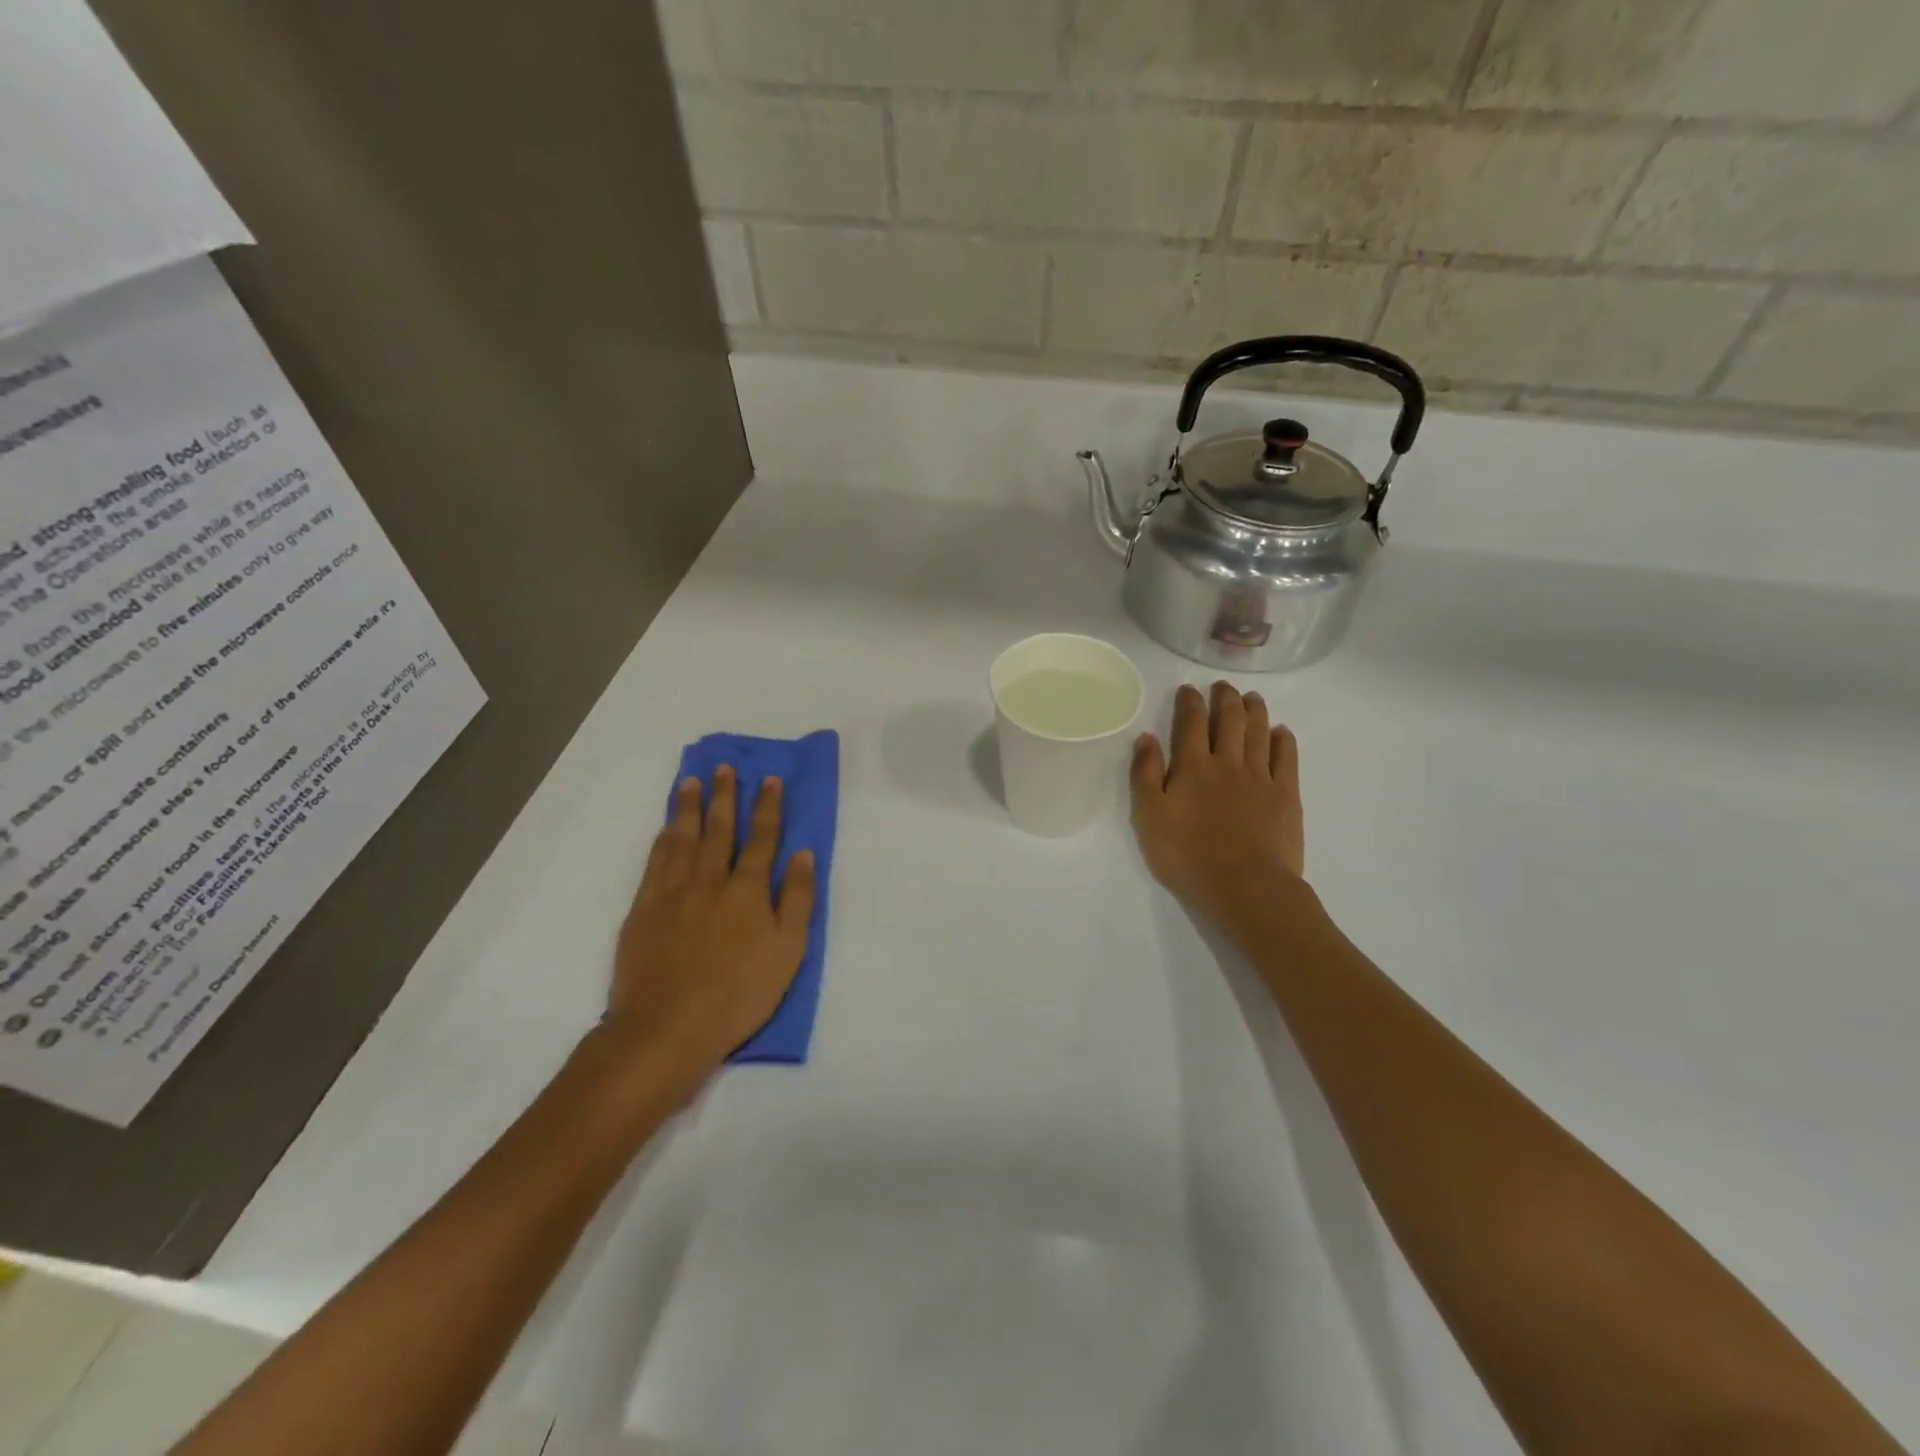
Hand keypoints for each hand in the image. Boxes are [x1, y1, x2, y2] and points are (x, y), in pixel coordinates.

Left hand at [605, 766, 815, 1097]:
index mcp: (747, 890)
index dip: (768, 808)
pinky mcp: (644, 909)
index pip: (762, 838)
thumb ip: (797, 899)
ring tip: (693, 781)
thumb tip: (802, 854)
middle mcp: (710, 880)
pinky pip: (655, 862)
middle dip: (726, 796)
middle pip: (719, 829)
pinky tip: (667, 827)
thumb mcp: (788, 952)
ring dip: (690, 807)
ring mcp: (672, 892)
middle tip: (725, 767)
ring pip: (683, 838)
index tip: (771, 780)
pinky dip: (663, 839)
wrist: (667, 1028)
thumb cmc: (739, 994)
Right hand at [1131, 682, 1306, 932]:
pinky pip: (1286, 759)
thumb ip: (1145, 774)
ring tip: (1252, 697)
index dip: (1190, 703)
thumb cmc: (1188, 855)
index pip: (1191, 724)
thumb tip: (1146, 737)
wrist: (1245, 886)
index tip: (1189, 689)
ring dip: (1255, 711)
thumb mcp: (1149, 817)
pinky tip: (1281, 732)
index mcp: (1192, 767)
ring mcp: (1260, 778)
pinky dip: (1283, 741)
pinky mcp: (1286, 796)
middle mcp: (1228, 763)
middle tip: (1223, 686)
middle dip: (1225, 699)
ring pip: (1259, 733)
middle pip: (1229, 721)